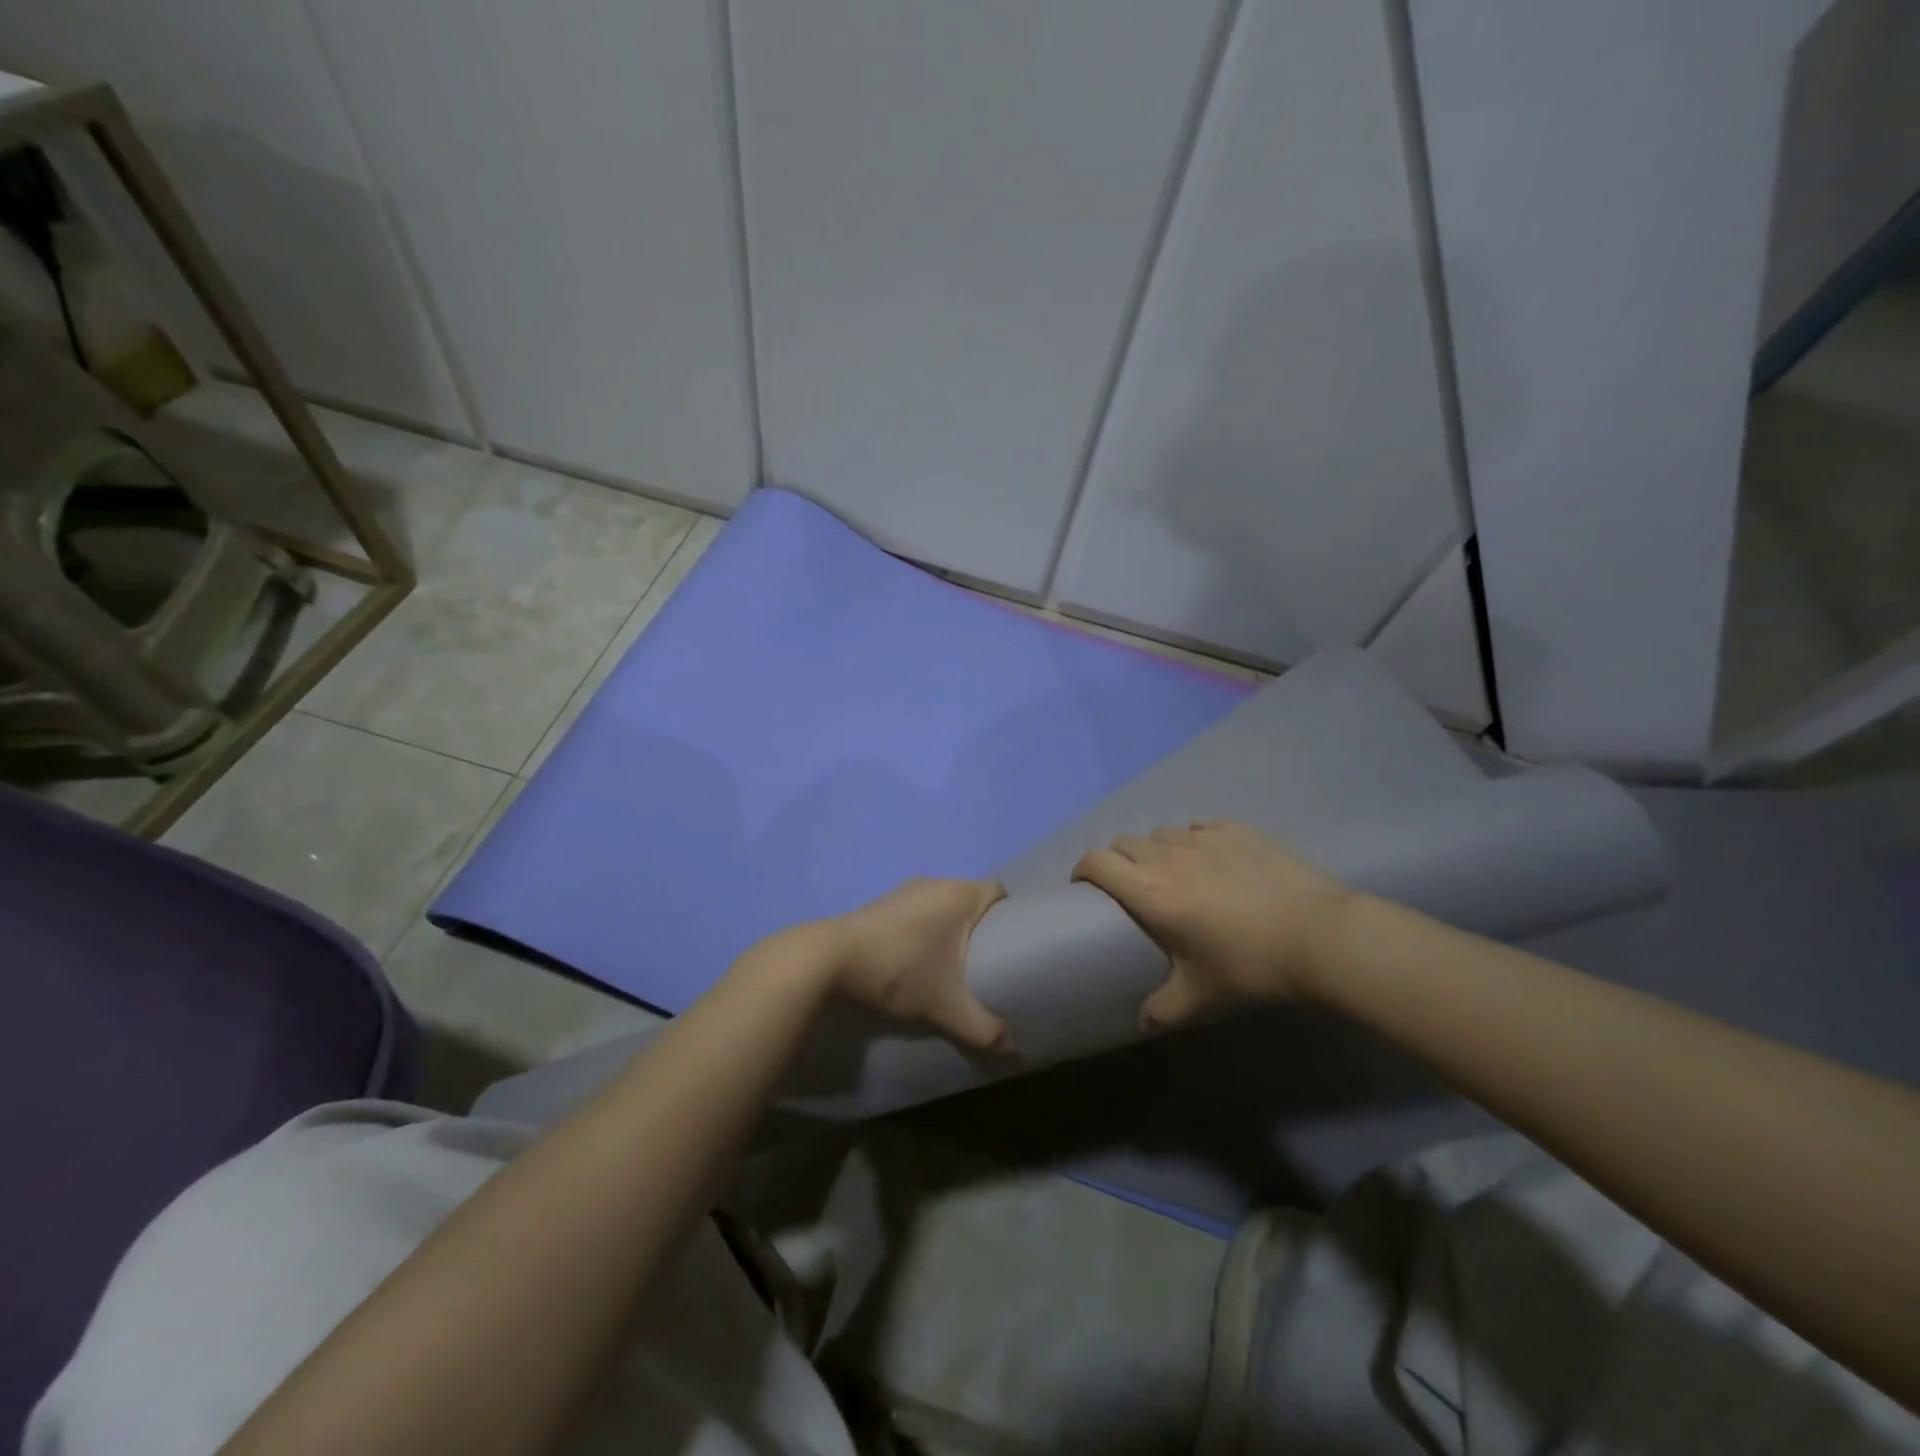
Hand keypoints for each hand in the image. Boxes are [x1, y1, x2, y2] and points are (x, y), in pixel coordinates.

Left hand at [825, 877, 1011, 1052]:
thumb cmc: (899, 971)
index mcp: (959, 894)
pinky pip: (916, 910)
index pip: (998, 891)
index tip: (1013, 943)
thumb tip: (1013, 1051)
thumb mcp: (945, 1006)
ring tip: (952, 964)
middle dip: (980, 926)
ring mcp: (904, 890)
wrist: (830, 960)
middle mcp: (935, 883)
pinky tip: (917, 959)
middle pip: (970, 898)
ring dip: (948, 928)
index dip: (1010, 913)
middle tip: (987, 961)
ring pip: (940, 904)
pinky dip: (923, 929)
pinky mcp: (881, 903)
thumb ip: (983, 1028)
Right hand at [1073, 821, 1352, 1030]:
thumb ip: (1162, 1010)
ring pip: (1162, 833)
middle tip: (1132, 887)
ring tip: (1174, 873)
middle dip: (1118, 860)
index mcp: (1149, 891)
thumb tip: (1141, 1025)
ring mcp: (1203, 838)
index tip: (1084, 886)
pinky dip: (1195, 840)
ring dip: (1156, 849)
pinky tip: (1213, 859)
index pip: (1096, 862)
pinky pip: (1200, 827)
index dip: (1082, 869)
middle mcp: (1167, 856)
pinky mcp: (1237, 830)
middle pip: (1124, 842)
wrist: (1318, 934)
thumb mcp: (1200, 997)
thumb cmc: (1249, 966)